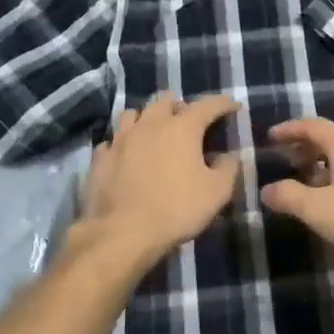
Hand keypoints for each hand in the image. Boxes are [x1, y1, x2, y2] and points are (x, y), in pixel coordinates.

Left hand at [75, 94, 241, 271]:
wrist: (122, 233)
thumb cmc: (176, 209)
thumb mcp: (217, 192)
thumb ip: (228, 168)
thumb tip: (228, 156)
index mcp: (182, 127)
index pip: (207, 105)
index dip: (223, 103)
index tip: (233, 106)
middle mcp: (150, 124)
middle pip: (165, 100)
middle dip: (180, 105)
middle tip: (188, 122)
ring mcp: (121, 139)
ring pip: (133, 114)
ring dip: (147, 119)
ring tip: (154, 133)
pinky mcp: (101, 158)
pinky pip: (113, 141)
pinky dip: (124, 144)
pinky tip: (127, 156)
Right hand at [259, 118, 333, 272]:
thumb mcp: (319, 210)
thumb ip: (289, 197)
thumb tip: (266, 190)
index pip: (310, 125)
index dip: (288, 130)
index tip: (269, 137)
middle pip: (330, 136)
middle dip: (305, 146)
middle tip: (285, 160)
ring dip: (323, 162)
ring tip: (308, 181)